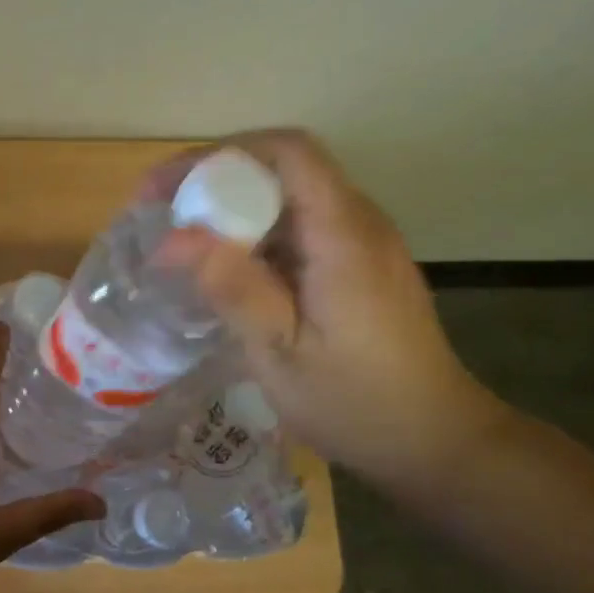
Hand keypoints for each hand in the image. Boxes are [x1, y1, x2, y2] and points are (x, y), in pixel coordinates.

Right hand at [154, 129, 505, 495]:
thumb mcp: (282, 354)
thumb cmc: (356, 403)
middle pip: (283, 170)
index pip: (287, 152)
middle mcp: (359, 223)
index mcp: (344, 236)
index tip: (166, 188)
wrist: (433, 440)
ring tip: (181, 243)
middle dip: (215, 182)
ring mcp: (364, 244)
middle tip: (160, 217)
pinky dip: (255, 237)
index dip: (219, 156)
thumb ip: (234, 289)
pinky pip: (301, 230)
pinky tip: (227, 271)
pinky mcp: (360, 267)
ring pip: (290, 200)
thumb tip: (173, 239)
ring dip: (233, 210)